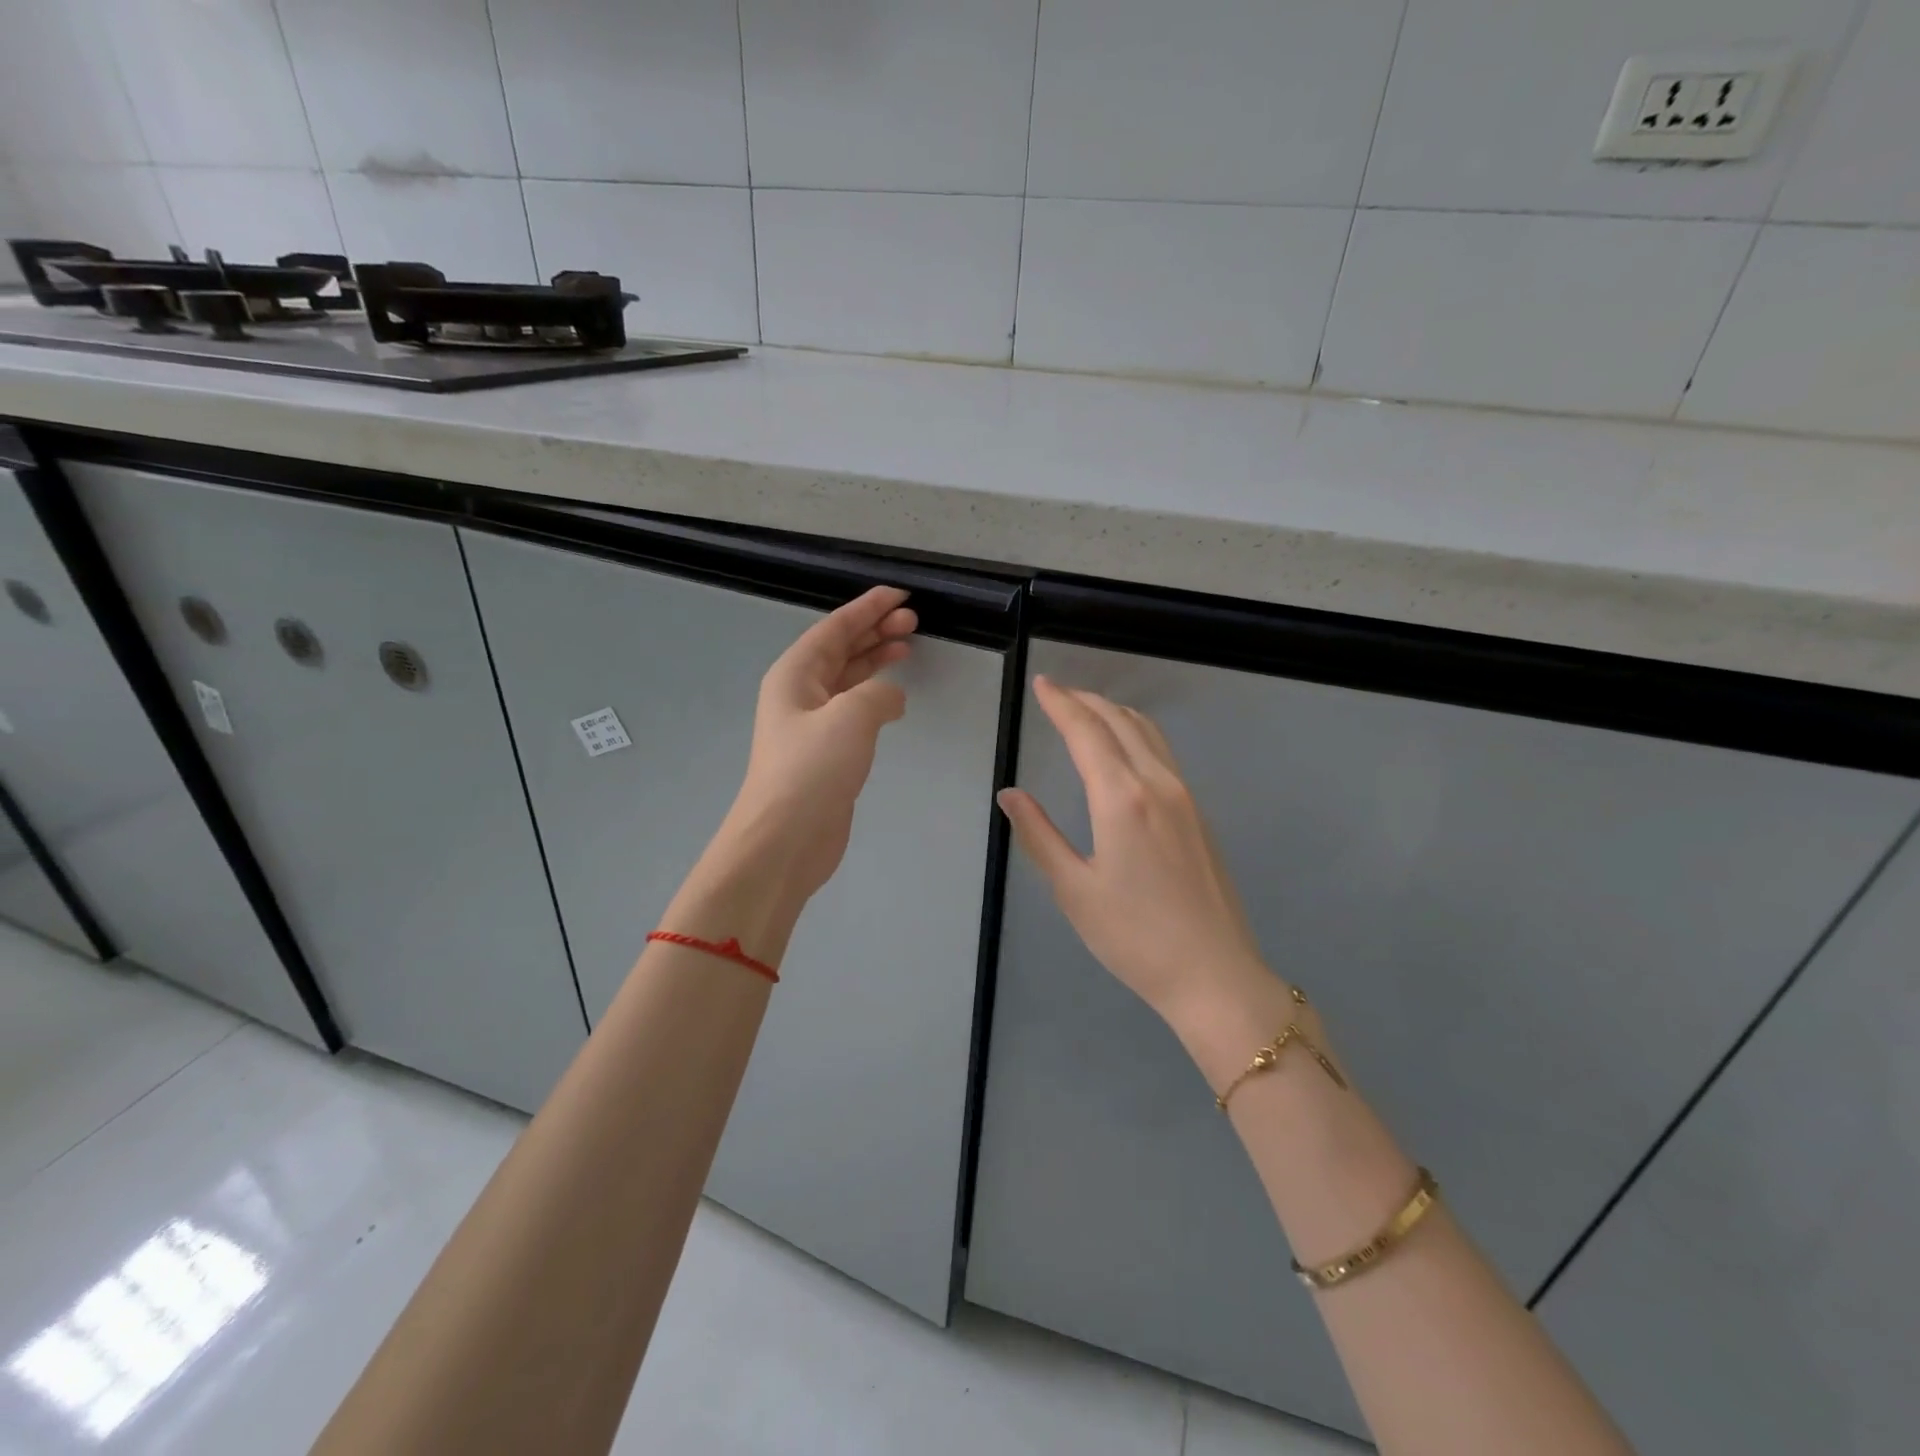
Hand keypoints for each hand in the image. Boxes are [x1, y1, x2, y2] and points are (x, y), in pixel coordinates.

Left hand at [717, 585, 915, 900]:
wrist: (785, 839)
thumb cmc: (812, 771)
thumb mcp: (850, 718)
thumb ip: (879, 693)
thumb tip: (891, 696)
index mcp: (795, 675)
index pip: (834, 629)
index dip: (867, 608)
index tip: (900, 596)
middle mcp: (800, 694)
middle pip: (840, 650)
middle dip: (874, 631)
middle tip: (913, 621)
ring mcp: (812, 726)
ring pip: (848, 679)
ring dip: (875, 660)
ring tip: (907, 646)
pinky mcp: (826, 754)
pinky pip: (854, 710)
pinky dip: (875, 696)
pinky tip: (895, 697)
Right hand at [997, 677, 1275, 1026]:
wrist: (1214, 974)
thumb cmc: (1134, 937)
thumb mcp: (1074, 890)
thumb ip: (1039, 835)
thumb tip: (1010, 794)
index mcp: (1121, 798)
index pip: (1087, 732)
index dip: (1061, 704)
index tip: (1041, 684)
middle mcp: (1157, 784)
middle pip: (1120, 721)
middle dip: (1086, 700)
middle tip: (1057, 692)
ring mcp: (1185, 796)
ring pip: (1148, 732)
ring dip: (1114, 712)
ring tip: (1087, 711)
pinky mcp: (1199, 813)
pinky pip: (1163, 752)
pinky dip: (1136, 733)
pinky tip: (1124, 748)